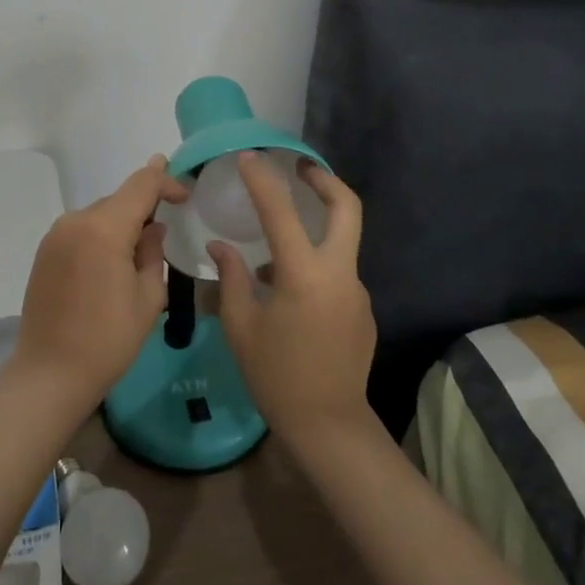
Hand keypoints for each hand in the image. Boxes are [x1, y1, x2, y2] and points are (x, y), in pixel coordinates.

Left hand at [12, 154, 189, 403]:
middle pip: (119, 199)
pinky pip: (82, 231)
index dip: (167, 181)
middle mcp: (76, 221)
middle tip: (166, 231)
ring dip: (121, 224)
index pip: (142, 184)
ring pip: (100, 215)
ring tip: (138, 253)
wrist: (49, 374)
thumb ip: (153, 251)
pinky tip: (110, 266)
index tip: (185, 196)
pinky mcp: (45, 252)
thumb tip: (153, 227)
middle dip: (145, 208)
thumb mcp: (148, 297)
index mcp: (104, 228)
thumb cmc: (108, 340)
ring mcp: (56, 235)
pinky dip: (101, 237)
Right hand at [209, 153, 376, 451]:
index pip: (282, 211)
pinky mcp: (364, 310)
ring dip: (316, 230)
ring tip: (274, 251)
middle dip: (325, 180)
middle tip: (300, 168)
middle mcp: (339, 274)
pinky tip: (289, 294)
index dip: (263, 179)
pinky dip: (316, 267)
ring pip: (342, 242)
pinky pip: (338, 274)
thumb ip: (232, 278)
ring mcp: (357, 291)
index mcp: (304, 275)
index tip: (249, 157)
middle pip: (347, 208)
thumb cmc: (276, 377)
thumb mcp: (241, 327)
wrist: (329, 428)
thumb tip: (221, 246)